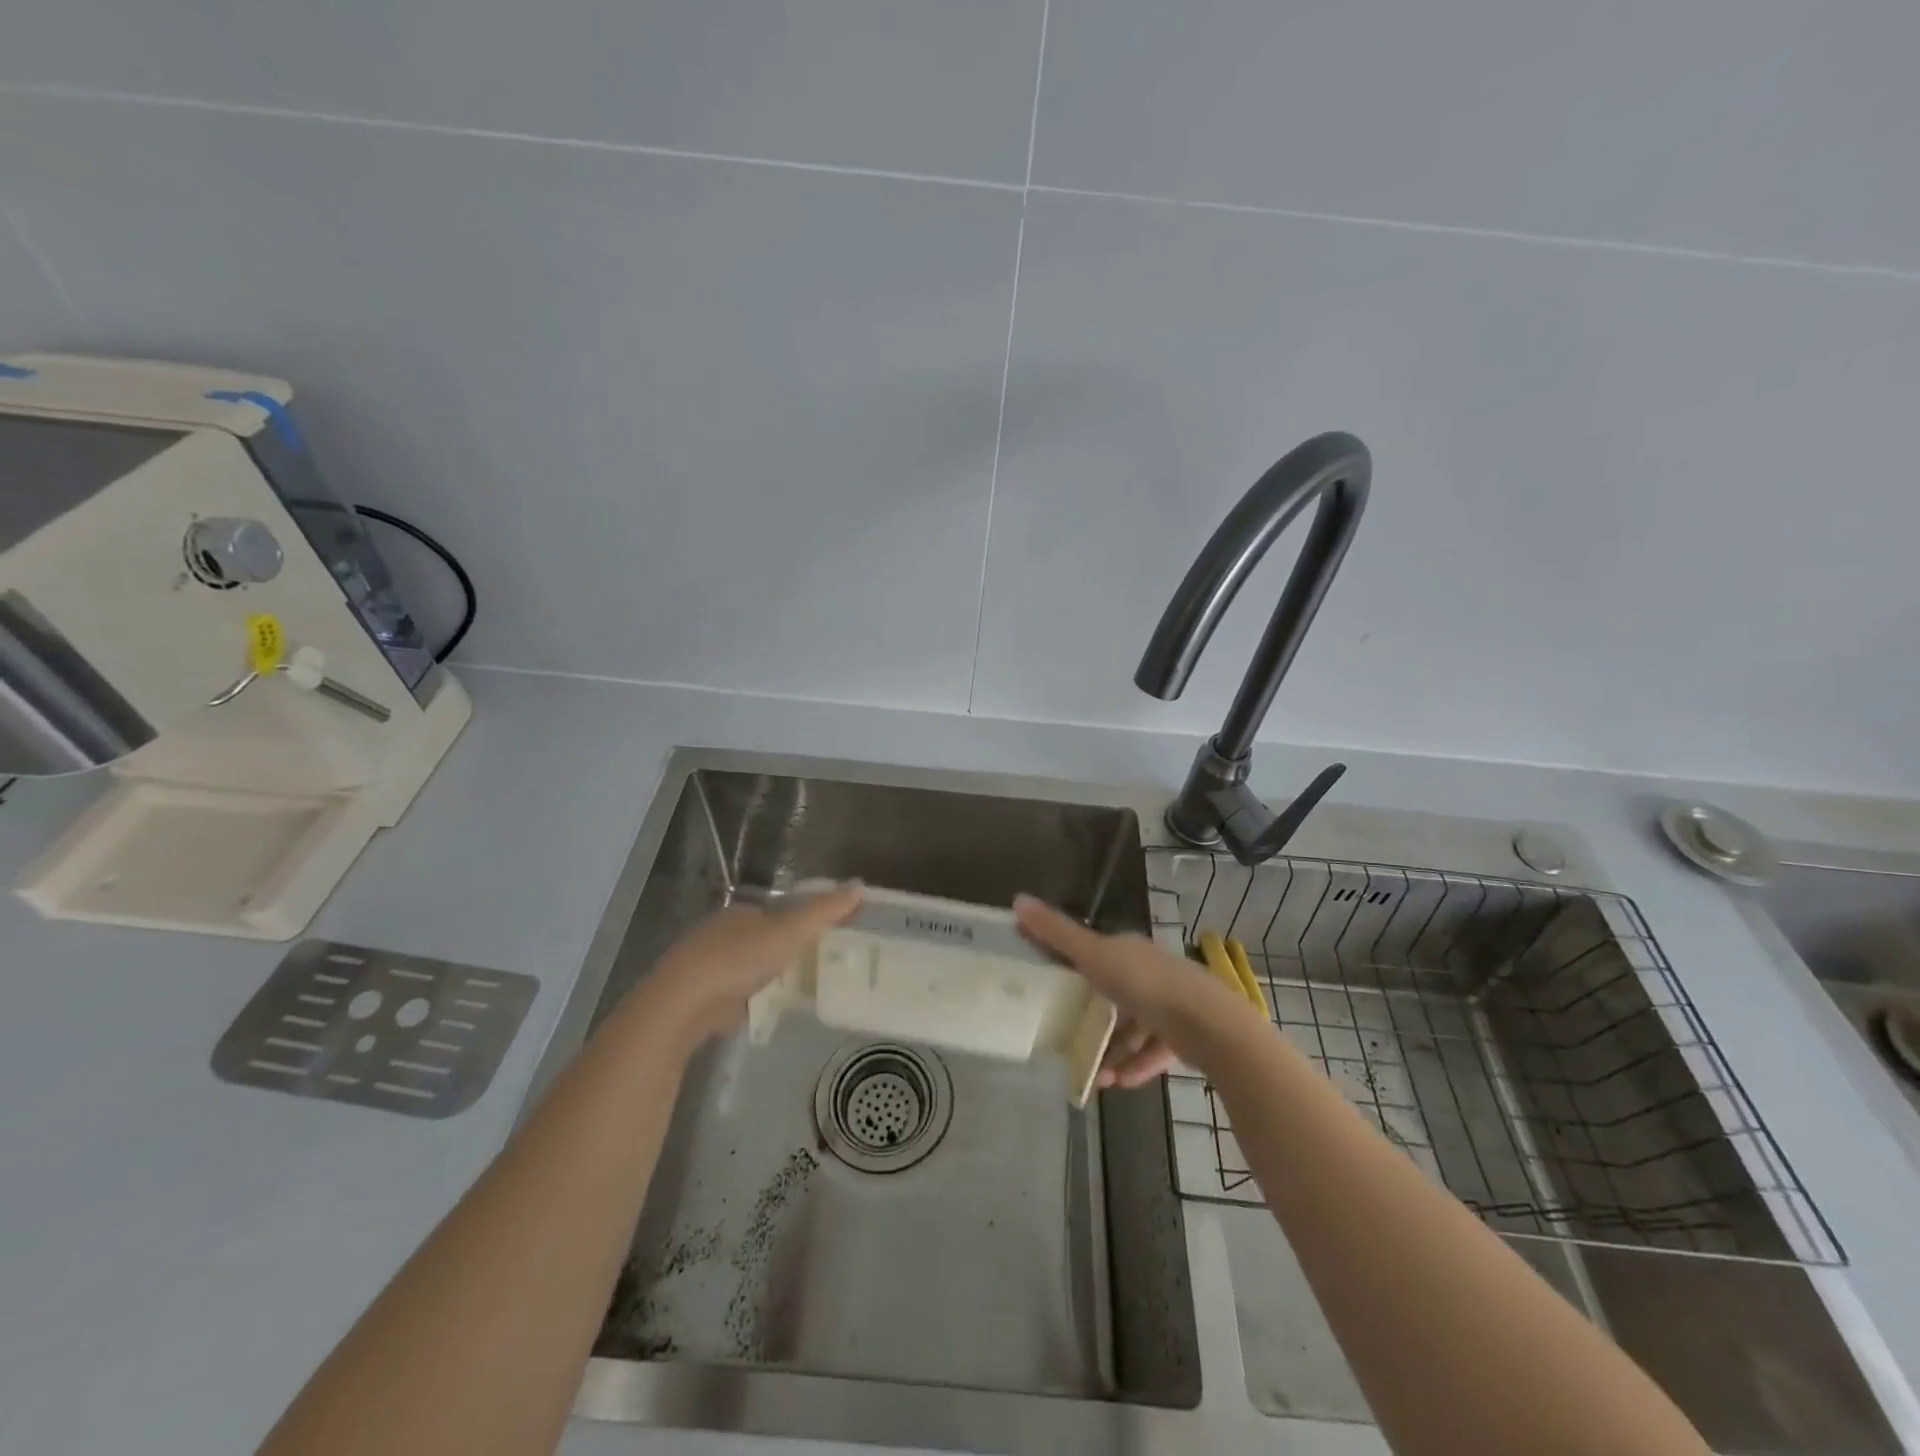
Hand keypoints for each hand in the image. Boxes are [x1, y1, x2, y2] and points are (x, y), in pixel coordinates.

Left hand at [645, 882, 863, 1042]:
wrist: (682, 1004)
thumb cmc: (738, 959)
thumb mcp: (789, 932)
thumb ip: (824, 911)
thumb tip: (860, 884)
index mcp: (741, 912)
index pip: (777, 911)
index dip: (800, 921)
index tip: (823, 937)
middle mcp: (720, 933)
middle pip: (761, 938)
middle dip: (783, 950)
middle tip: (815, 966)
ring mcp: (706, 966)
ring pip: (745, 967)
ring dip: (765, 975)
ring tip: (796, 990)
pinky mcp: (698, 998)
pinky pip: (733, 994)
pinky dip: (749, 999)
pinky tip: (764, 1010)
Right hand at [1015, 893, 1257, 1087]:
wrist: (1208, 1023)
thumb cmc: (1145, 983)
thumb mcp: (1093, 956)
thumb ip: (1056, 933)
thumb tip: (1017, 898)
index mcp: (1128, 950)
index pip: (1096, 954)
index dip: (1074, 968)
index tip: (1052, 990)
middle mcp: (1151, 972)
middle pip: (1115, 994)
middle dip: (1093, 1019)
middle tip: (1070, 1041)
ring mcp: (1171, 1004)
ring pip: (1135, 1026)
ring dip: (1114, 1050)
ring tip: (1096, 1076)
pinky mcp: (1187, 1035)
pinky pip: (1155, 1050)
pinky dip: (1137, 1065)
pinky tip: (1121, 1083)